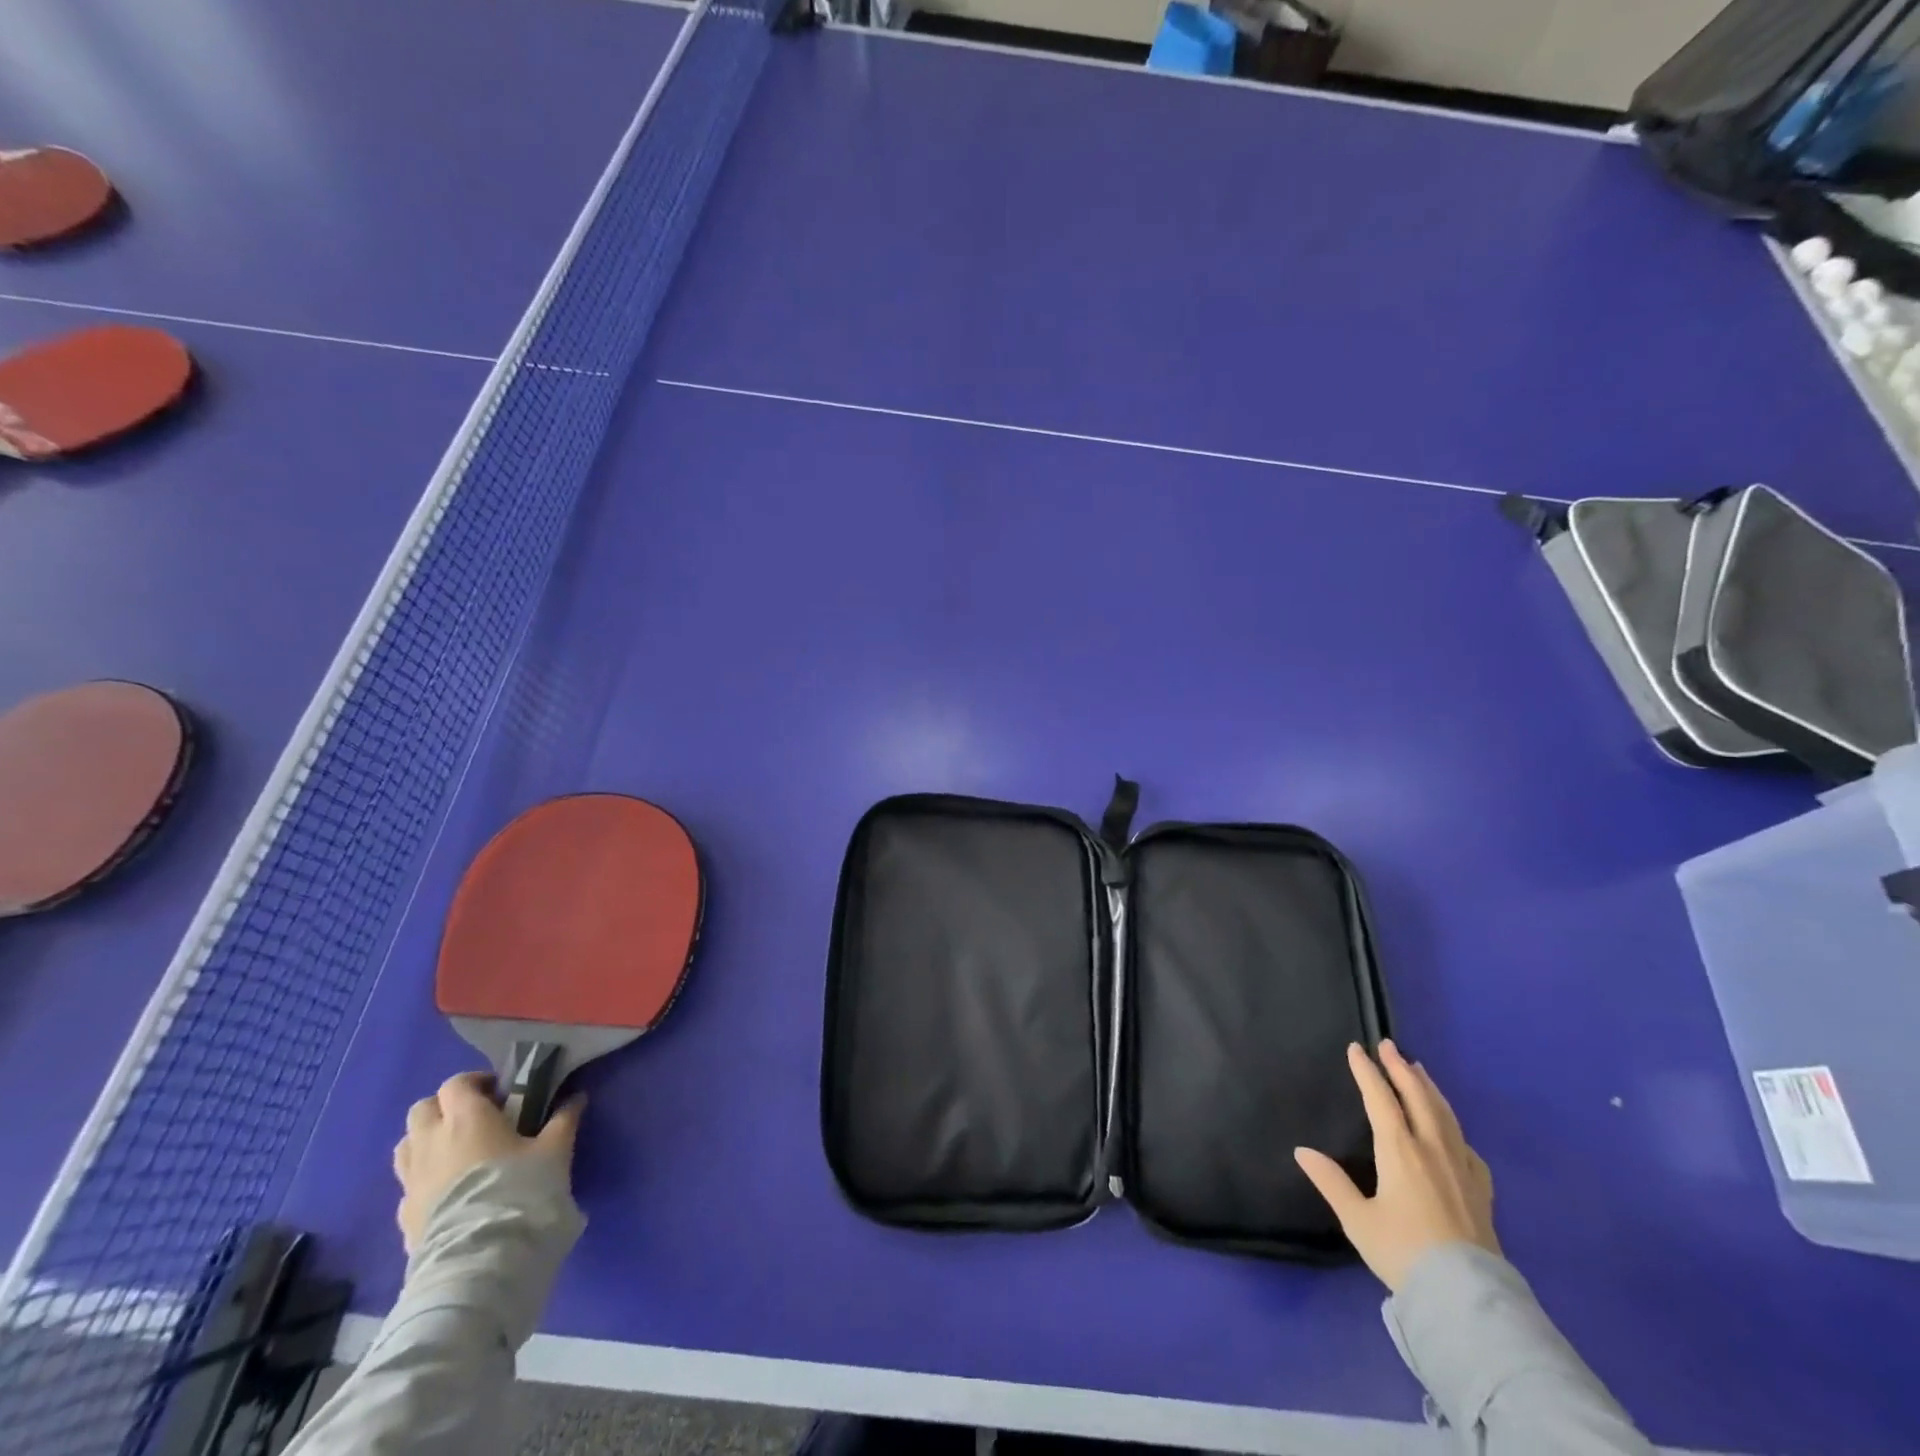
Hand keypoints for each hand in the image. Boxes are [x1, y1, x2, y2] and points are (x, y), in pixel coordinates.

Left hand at [393, 1071, 583, 1253]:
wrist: (482, 1260)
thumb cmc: (520, 1191)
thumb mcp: (555, 1151)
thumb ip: (563, 1120)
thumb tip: (576, 1098)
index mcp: (466, 1119)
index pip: (456, 1083)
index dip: (476, 1082)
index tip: (500, 1093)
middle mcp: (431, 1142)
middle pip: (423, 1109)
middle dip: (446, 1108)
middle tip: (476, 1119)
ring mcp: (412, 1181)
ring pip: (406, 1145)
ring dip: (427, 1140)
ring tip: (457, 1152)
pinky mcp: (403, 1216)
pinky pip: (408, 1184)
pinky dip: (424, 1178)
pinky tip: (448, 1191)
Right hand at [1294, 1040, 1497, 1292]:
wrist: (1466, 1297)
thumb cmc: (1404, 1252)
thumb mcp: (1357, 1219)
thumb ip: (1330, 1182)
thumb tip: (1301, 1150)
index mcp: (1399, 1150)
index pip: (1380, 1099)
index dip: (1367, 1071)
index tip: (1357, 1049)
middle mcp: (1432, 1149)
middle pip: (1417, 1097)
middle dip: (1401, 1068)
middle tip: (1389, 1045)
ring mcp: (1461, 1168)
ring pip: (1445, 1115)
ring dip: (1429, 1088)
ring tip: (1419, 1070)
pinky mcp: (1481, 1190)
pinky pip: (1466, 1145)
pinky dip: (1453, 1126)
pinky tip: (1452, 1130)